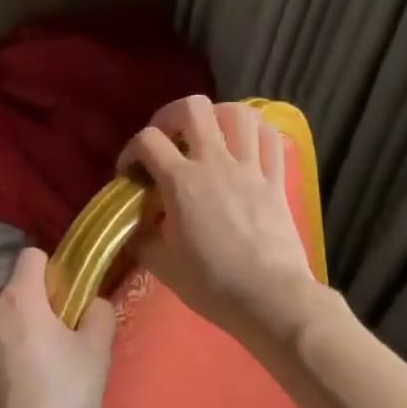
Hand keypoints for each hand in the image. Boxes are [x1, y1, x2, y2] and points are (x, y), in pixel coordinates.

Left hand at [0, 247, 116, 407]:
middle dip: (29, 309)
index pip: (32, 256)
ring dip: (4, 335)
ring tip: (23, 377)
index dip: (52, 274)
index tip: (64, 303)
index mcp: (17, 298)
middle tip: (51, 348)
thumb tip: (91, 301)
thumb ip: (98, 314)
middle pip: (10, 293)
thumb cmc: (59, 405)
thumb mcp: (96, 357)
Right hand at [118, 95, 319, 345]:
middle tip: (167, 139)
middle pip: (193, 108)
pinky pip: (270, 138)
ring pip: (238, 114)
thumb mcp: (163, 265)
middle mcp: (214, 163)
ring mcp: (250, 168)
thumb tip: (135, 226)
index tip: (131, 173)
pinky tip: (244, 145)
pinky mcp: (276, 180)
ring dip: (218, 117)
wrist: (270, 299)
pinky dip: (255, 132)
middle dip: (172, 116)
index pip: (147, 140)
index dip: (132, 150)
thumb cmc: (212, 284)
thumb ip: (142, 238)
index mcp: (181, 182)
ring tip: (208, 136)